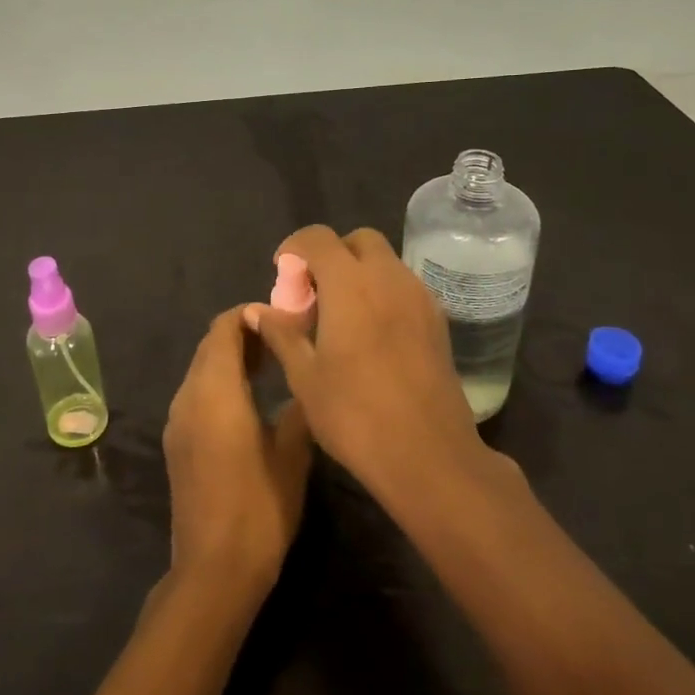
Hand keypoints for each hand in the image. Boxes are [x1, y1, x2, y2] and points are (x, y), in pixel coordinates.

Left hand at [163, 307, 314, 593]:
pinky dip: (219, 383)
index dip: (249, 315)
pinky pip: (197, 394)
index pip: (223, 328)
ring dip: (230, 359)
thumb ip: (299, 406)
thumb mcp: (292, 454)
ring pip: (201, 370)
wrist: (213, 570)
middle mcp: (188, 396)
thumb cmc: (259, 507)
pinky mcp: (177, 442)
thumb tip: (308, 373)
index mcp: (214, 390)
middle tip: (283, 339)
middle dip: (242, 334)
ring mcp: (178, 420)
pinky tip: (249, 400)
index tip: (282, 317)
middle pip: (209, 346)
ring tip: (272, 365)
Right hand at [248, 226, 490, 502]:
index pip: (318, 238)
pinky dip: (381, 293)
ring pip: (385, 262)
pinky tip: (368, 335)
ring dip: (358, 274)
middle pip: (358, 241)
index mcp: (350, 284)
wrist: (428, 455)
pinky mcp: (438, 321)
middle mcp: (389, 278)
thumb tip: (256, 310)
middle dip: (330, 255)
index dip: (294, 248)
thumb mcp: (304, 376)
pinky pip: (403, 287)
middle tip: (312, 294)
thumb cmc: (355, 415)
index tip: (282, 275)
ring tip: (338, 318)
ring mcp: (419, 298)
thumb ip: (281, 333)